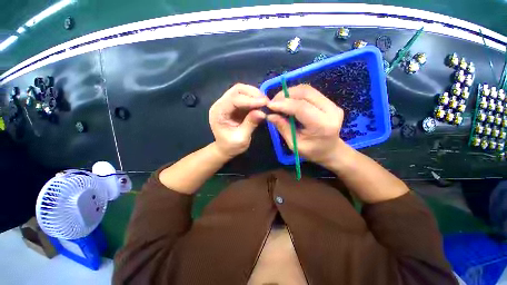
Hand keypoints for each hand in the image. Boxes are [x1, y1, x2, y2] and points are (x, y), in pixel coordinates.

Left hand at [209, 83, 267, 157]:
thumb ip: (250, 124)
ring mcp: (227, 103)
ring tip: (265, 102)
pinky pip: (245, 96)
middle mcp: (221, 104)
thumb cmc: (231, 146)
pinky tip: (261, 104)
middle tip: (266, 101)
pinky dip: (254, 98)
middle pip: (237, 90)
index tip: (265, 103)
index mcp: (218, 112)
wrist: (225, 148)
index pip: (234, 100)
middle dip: (253, 93)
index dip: (250, 100)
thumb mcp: (241, 138)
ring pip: (241, 91)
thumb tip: (262, 113)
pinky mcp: (234, 105)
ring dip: (255, 94)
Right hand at [267, 84, 344, 165]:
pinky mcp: (329, 101)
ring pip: (307, 89)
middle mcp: (331, 111)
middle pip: (305, 93)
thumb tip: (270, 115)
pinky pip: (309, 92)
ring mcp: (332, 104)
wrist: (331, 150)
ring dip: (289, 93)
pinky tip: (288, 101)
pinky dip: (295, 94)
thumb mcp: (295, 144)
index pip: (301, 107)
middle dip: (285, 95)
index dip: (284, 104)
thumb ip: (283, 128)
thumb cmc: (312, 152)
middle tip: (272, 102)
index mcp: (322, 125)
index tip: (269, 105)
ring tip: (278, 101)